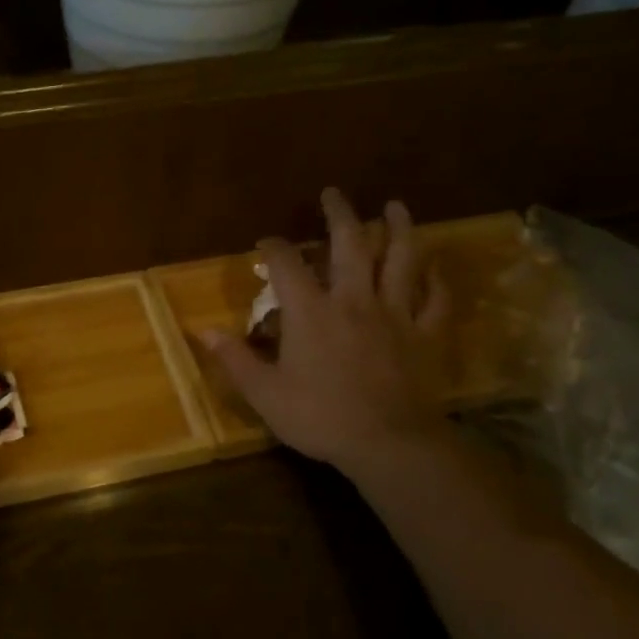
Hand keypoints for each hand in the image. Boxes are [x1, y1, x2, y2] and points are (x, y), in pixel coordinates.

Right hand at [204, 189, 453, 474]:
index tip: (265, 243)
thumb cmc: (320, 417)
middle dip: (340, 214)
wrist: (388, 443)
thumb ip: (235, 359)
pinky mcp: (425, 334)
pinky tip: (433, 269)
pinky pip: (435, 299)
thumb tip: (203, 331)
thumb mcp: (265, 394)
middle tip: (333, 194)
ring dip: (399, 229)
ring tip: (396, 207)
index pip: (287, 264)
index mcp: (310, 312)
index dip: (274, 247)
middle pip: (350, 243)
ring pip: (401, 259)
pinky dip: (435, 281)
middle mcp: (353, 300)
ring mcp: (395, 314)